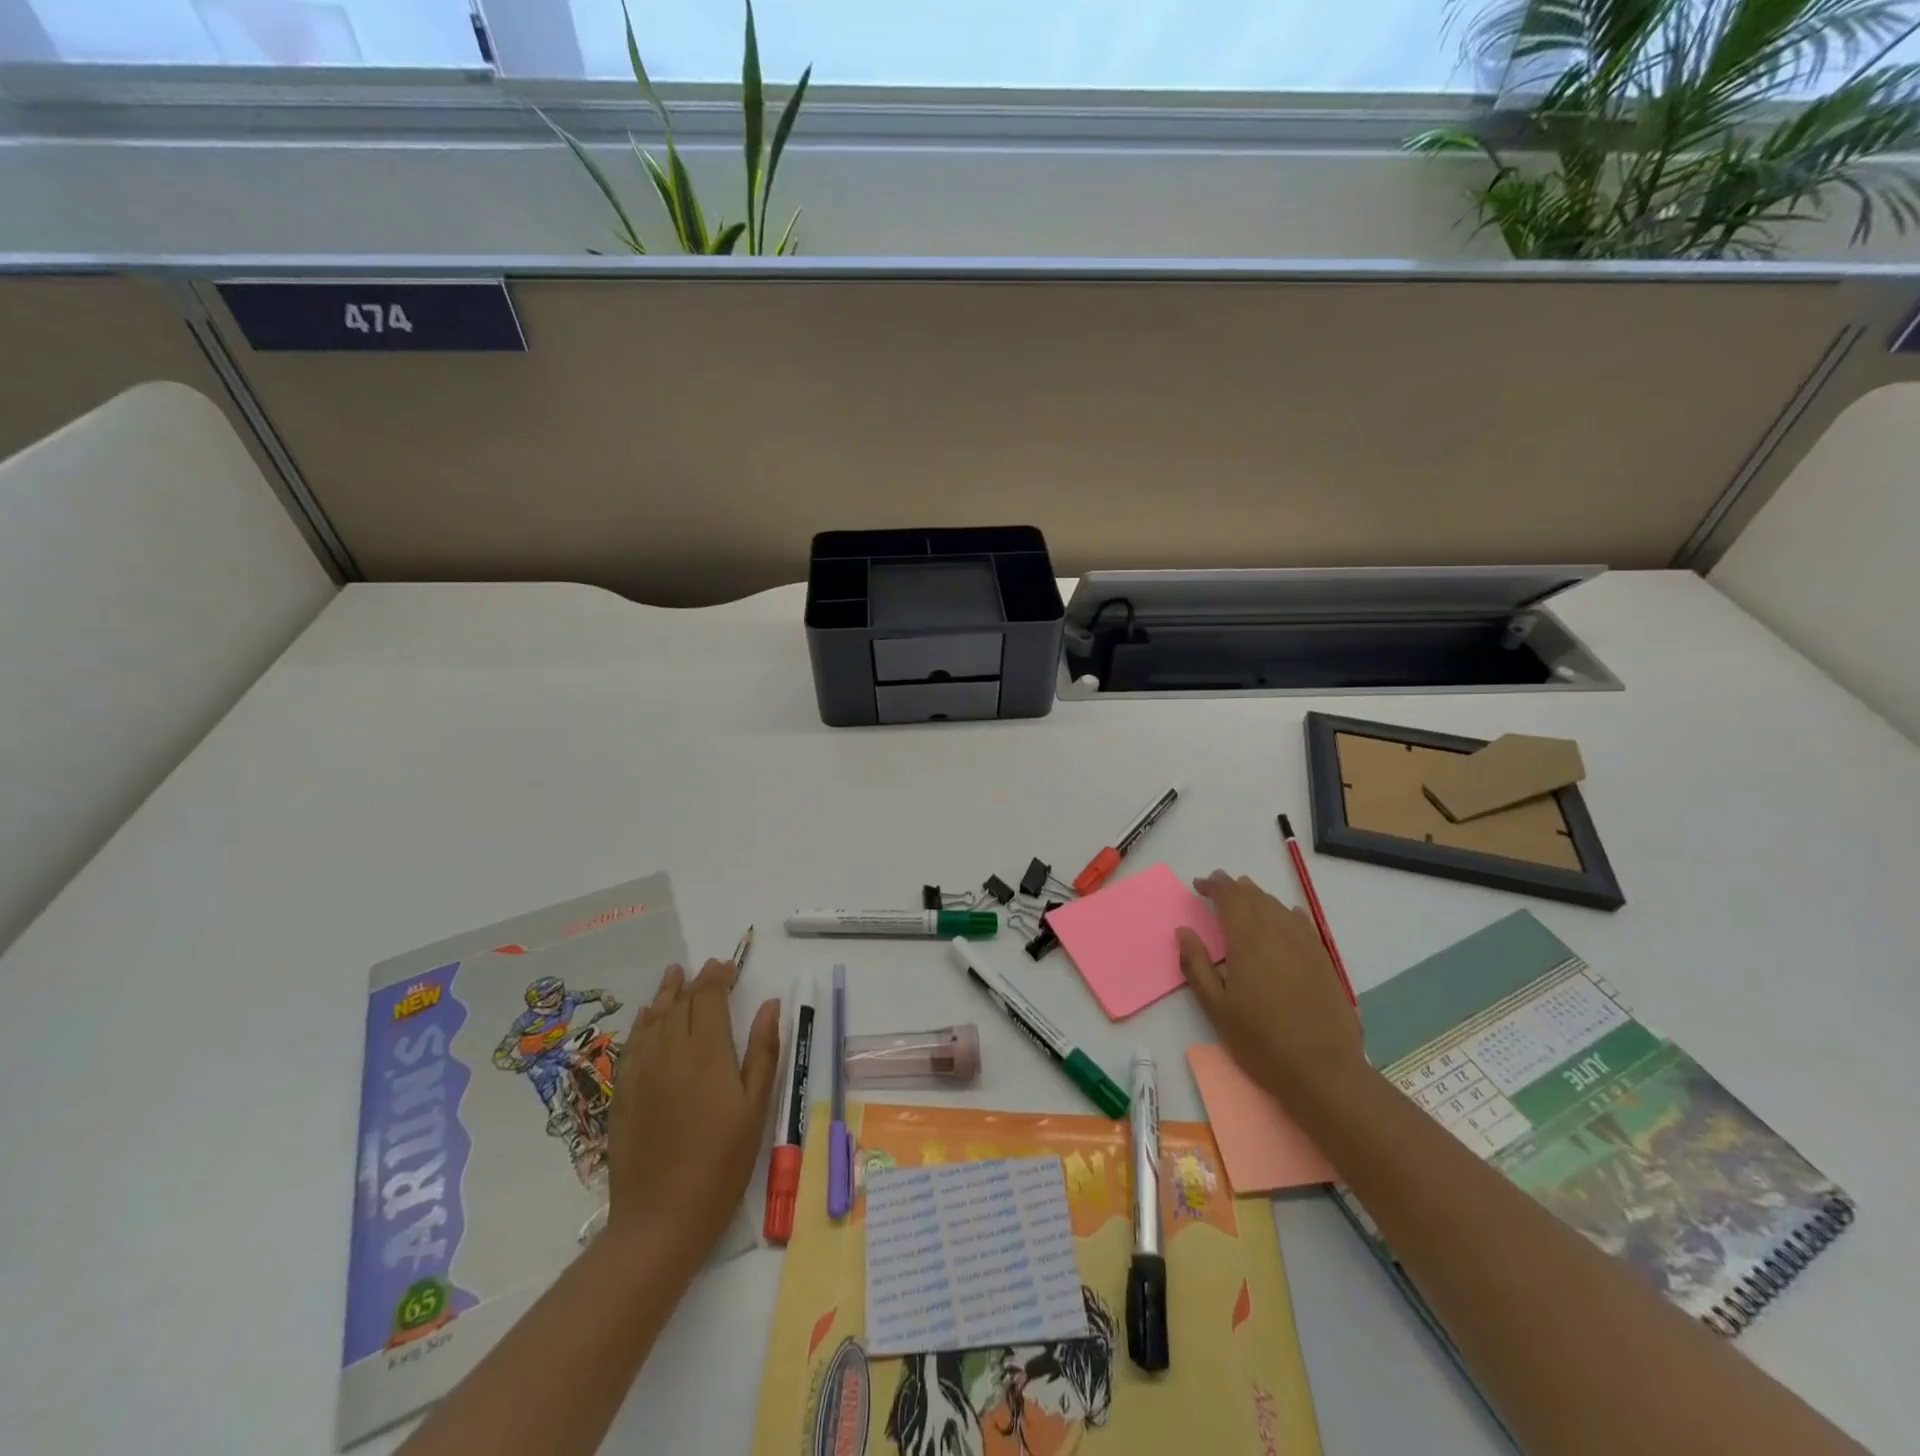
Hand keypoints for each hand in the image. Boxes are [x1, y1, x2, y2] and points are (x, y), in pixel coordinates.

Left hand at [605, 959, 779, 1263]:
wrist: (660, 1219)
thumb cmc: (722, 1164)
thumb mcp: (756, 1108)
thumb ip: (762, 1051)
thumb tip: (770, 1004)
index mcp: (707, 1052)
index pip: (709, 998)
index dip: (717, 977)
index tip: (727, 965)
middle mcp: (670, 1051)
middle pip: (682, 1004)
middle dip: (696, 982)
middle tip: (708, 968)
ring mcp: (641, 1071)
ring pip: (655, 1018)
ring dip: (667, 994)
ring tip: (674, 974)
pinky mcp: (622, 1093)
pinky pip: (632, 1043)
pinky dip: (643, 1022)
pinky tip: (648, 1016)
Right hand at [1176, 871, 1364, 1102]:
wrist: (1324, 1072)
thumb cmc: (1261, 1042)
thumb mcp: (1216, 1008)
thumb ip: (1197, 965)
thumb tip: (1184, 931)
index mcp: (1248, 942)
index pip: (1230, 898)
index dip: (1214, 886)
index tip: (1199, 885)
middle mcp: (1278, 934)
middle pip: (1255, 897)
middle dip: (1234, 887)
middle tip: (1217, 886)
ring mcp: (1305, 946)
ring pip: (1278, 907)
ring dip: (1259, 897)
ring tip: (1245, 897)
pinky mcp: (1324, 961)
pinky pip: (1302, 923)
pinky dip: (1287, 912)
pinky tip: (1285, 915)